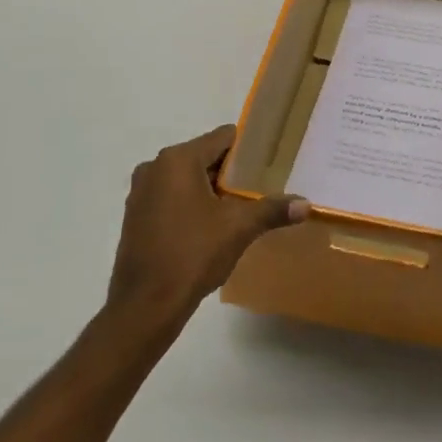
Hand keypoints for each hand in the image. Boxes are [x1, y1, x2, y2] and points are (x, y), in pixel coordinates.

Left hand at [107, 125, 307, 327]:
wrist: (146, 304)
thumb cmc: (193, 254)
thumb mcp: (239, 228)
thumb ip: (272, 210)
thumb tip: (306, 204)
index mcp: (178, 160)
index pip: (223, 137)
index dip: (248, 148)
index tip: (269, 162)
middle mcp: (155, 167)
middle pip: (204, 156)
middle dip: (231, 172)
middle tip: (259, 188)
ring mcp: (141, 191)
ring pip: (187, 178)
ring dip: (210, 189)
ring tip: (239, 207)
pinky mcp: (135, 215)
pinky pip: (171, 196)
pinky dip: (190, 203)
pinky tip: (210, 226)